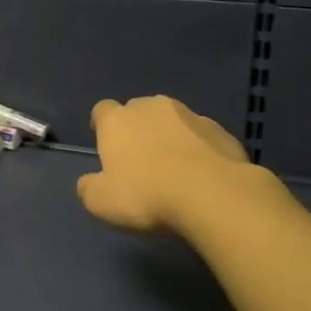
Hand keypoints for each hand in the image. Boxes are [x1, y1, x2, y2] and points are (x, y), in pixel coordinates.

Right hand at [76, 96, 256, 233]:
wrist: (212, 194)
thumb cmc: (146, 194)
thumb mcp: (101, 202)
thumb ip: (88, 188)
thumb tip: (88, 182)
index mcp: (117, 120)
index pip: (102, 110)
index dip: (102, 126)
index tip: (106, 147)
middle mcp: (151, 107)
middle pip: (138, 110)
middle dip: (138, 129)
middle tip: (141, 161)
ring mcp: (190, 115)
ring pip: (174, 121)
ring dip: (171, 137)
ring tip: (176, 169)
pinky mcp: (221, 131)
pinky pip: (203, 137)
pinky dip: (200, 149)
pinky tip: (203, 176)